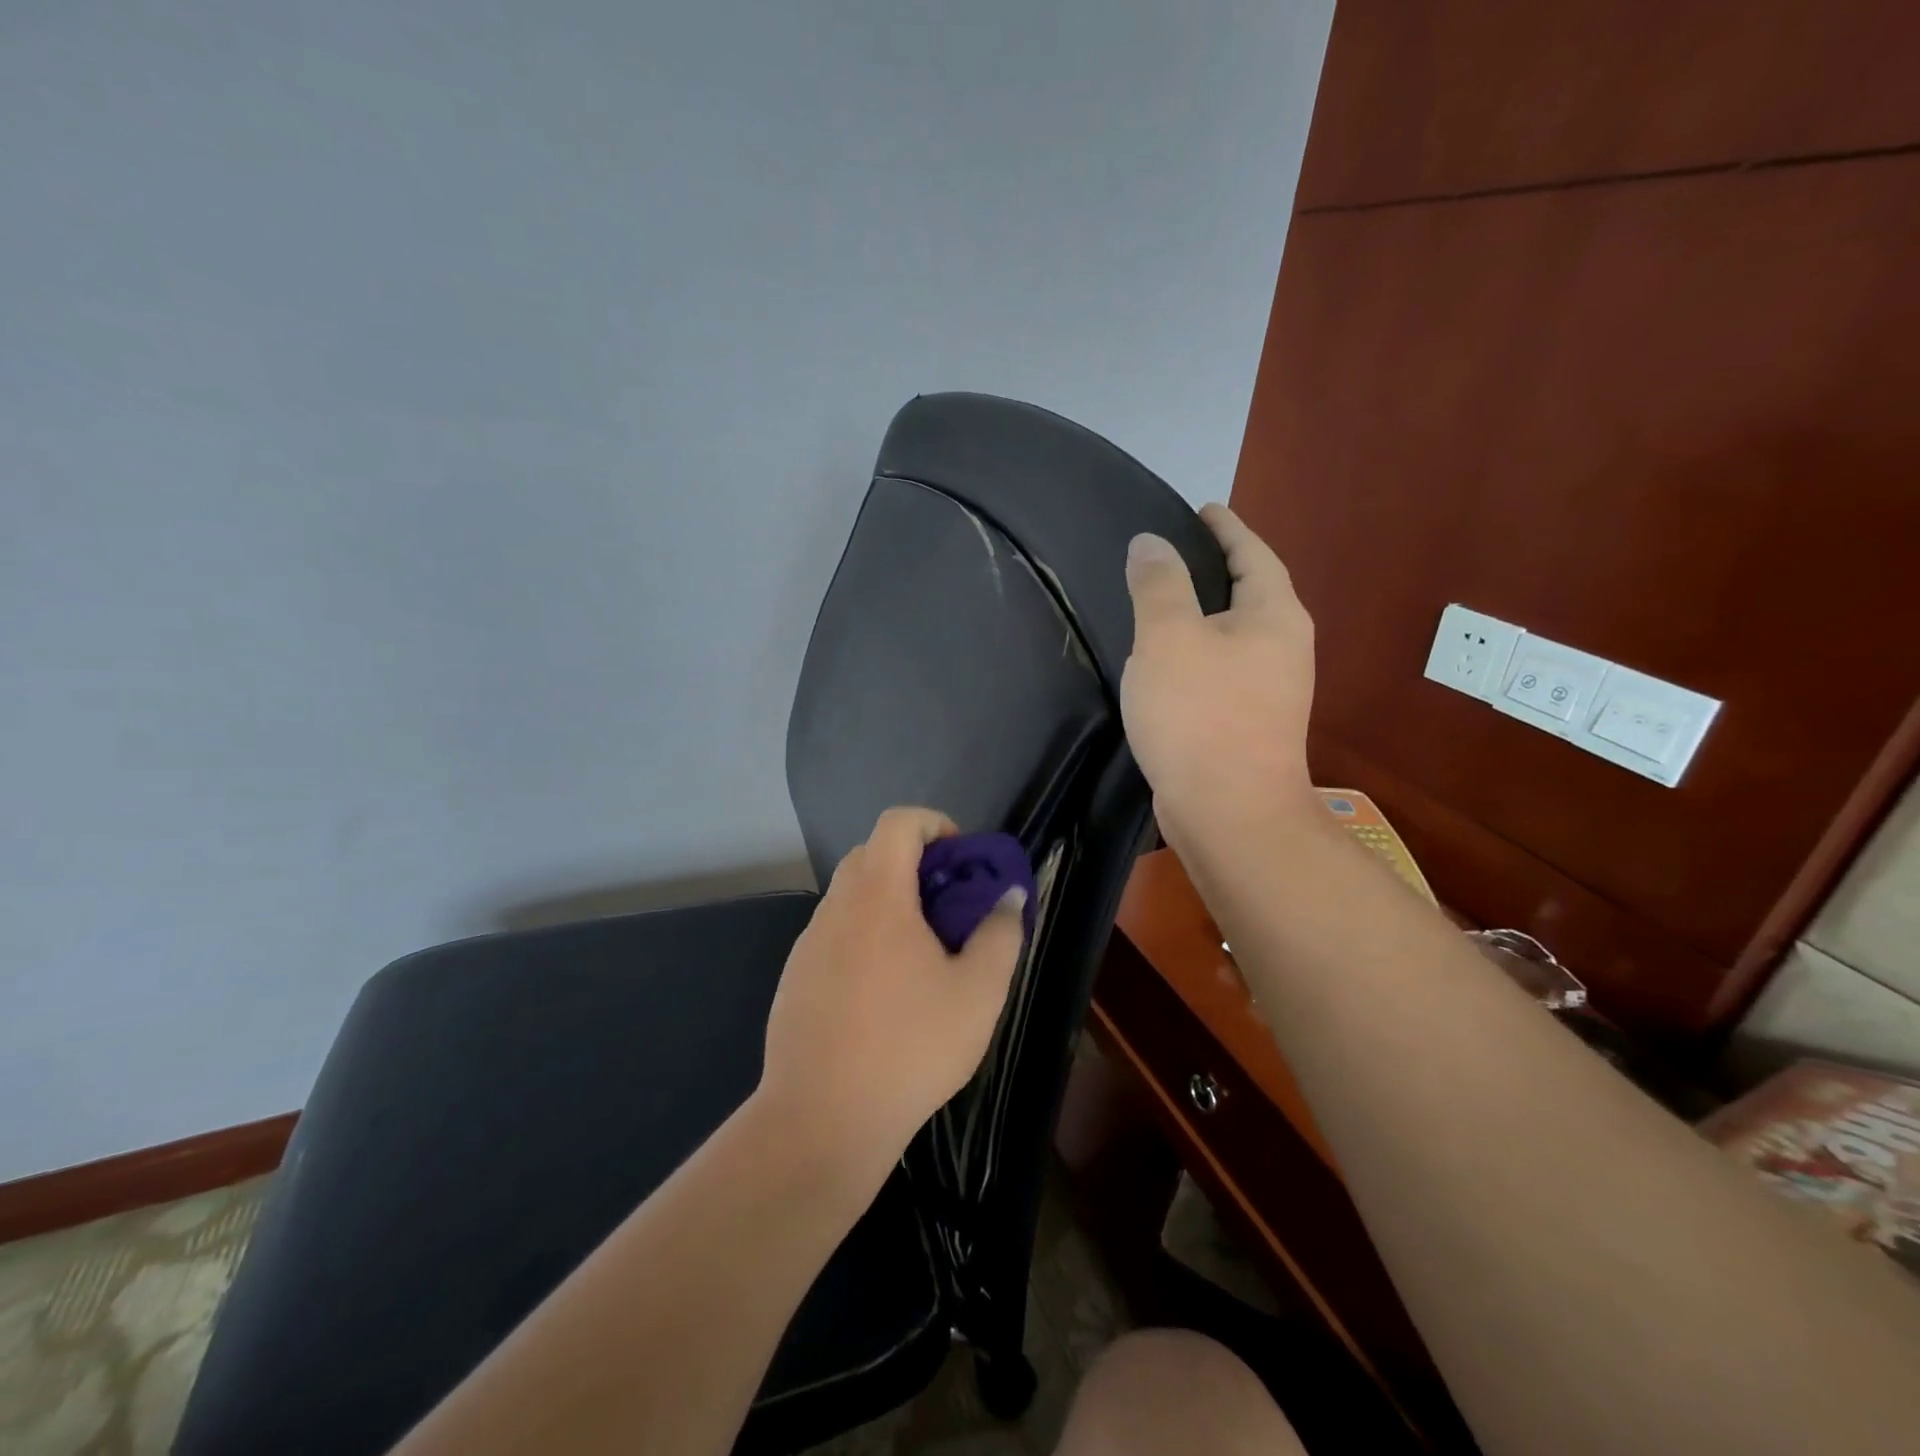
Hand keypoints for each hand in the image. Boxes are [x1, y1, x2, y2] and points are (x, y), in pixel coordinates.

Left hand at [757, 807, 1027, 1185]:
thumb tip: (1008, 897)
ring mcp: (808, 943)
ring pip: (851, 896)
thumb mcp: (978, 992)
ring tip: (922, 954)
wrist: (822, 1119)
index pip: (897, 823)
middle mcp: (836, 907)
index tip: (961, 861)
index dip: (934, 824)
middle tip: (948, 907)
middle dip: (914, 864)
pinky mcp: (795, 977)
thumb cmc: (910, 1047)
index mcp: (877, 896)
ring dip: (888, 902)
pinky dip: (864, 936)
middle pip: (872, 854)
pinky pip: (834, 933)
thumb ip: (1000, 934)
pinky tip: (884, 992)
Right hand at [1120, 503, 1318, 843]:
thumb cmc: (1200, 715)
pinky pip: (1222, 670)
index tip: (1201, 509)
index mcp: (1274, 615)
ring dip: (1204, 616)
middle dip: (1216, 570)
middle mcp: (1284, 646)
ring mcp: (1272, 690)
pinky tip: (1166, 664)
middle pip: (1249, 592)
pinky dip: (1197, 655)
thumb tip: (1151, 542)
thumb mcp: (1168, 638)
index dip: (1226, 527)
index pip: (1252, 553)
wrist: (1229, 813)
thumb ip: (1159, 584)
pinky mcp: (1250, 723)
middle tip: (1170, 556)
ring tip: (1161, 605)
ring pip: (1234, 635)